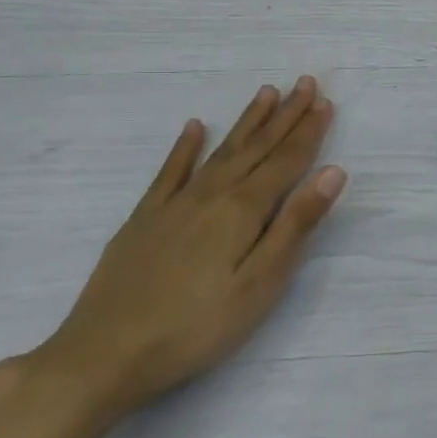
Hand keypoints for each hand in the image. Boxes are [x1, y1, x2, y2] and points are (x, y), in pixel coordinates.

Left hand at [28, 77, 344, 418]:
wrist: (104, 354)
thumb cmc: (197, 326)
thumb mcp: (261, 283)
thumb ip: (296, 225)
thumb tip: (332, 172)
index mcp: (244, 210)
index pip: (286, 160)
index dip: (308, 131)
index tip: (325, 101)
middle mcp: (211, 194)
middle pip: (256, 147)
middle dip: (285, 115)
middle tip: (304, 83)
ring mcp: (174, 204)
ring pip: (220, 151)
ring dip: (247, 122)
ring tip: (266, 93)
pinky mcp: (144, 219)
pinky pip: (170, 171)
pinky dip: (184, 147)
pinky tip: (193, 127)